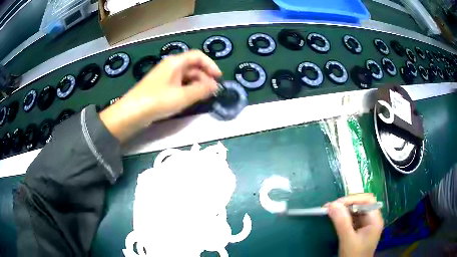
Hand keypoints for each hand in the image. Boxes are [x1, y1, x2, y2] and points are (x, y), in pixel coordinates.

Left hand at [100, 50, 221, 142]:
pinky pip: (178, 84)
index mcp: (175, 62)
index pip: (198, 56)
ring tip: (204, 97)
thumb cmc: (157, 100)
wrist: (132, 113)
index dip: (210, 65)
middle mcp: (170, 66)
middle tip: (212, 91)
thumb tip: (215, 86)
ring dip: (197, 84)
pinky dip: (187, 89)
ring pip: (186, 76)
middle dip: (204, 77)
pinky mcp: (160, 87)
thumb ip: (201, 90)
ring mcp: (164, 77)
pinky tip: (190, 99)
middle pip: (192, 66)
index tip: (219, 78)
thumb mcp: (182, 96)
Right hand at [327, 194, 383, 256]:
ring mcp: (366, 224)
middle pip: (361, 204)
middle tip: (330, 207)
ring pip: (356, 210)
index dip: (352, 199)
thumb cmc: (354, 255)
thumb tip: (332, 204)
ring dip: (343, 210)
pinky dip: (343, 217)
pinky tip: (335, 218)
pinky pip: (352, 218)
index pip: (367, 200)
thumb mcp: (348, 240)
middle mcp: (372, 219)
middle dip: (346, 204)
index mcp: (375, 219)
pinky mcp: (359, 229)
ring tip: (330, 211)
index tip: (336, 204)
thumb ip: (342, 222)